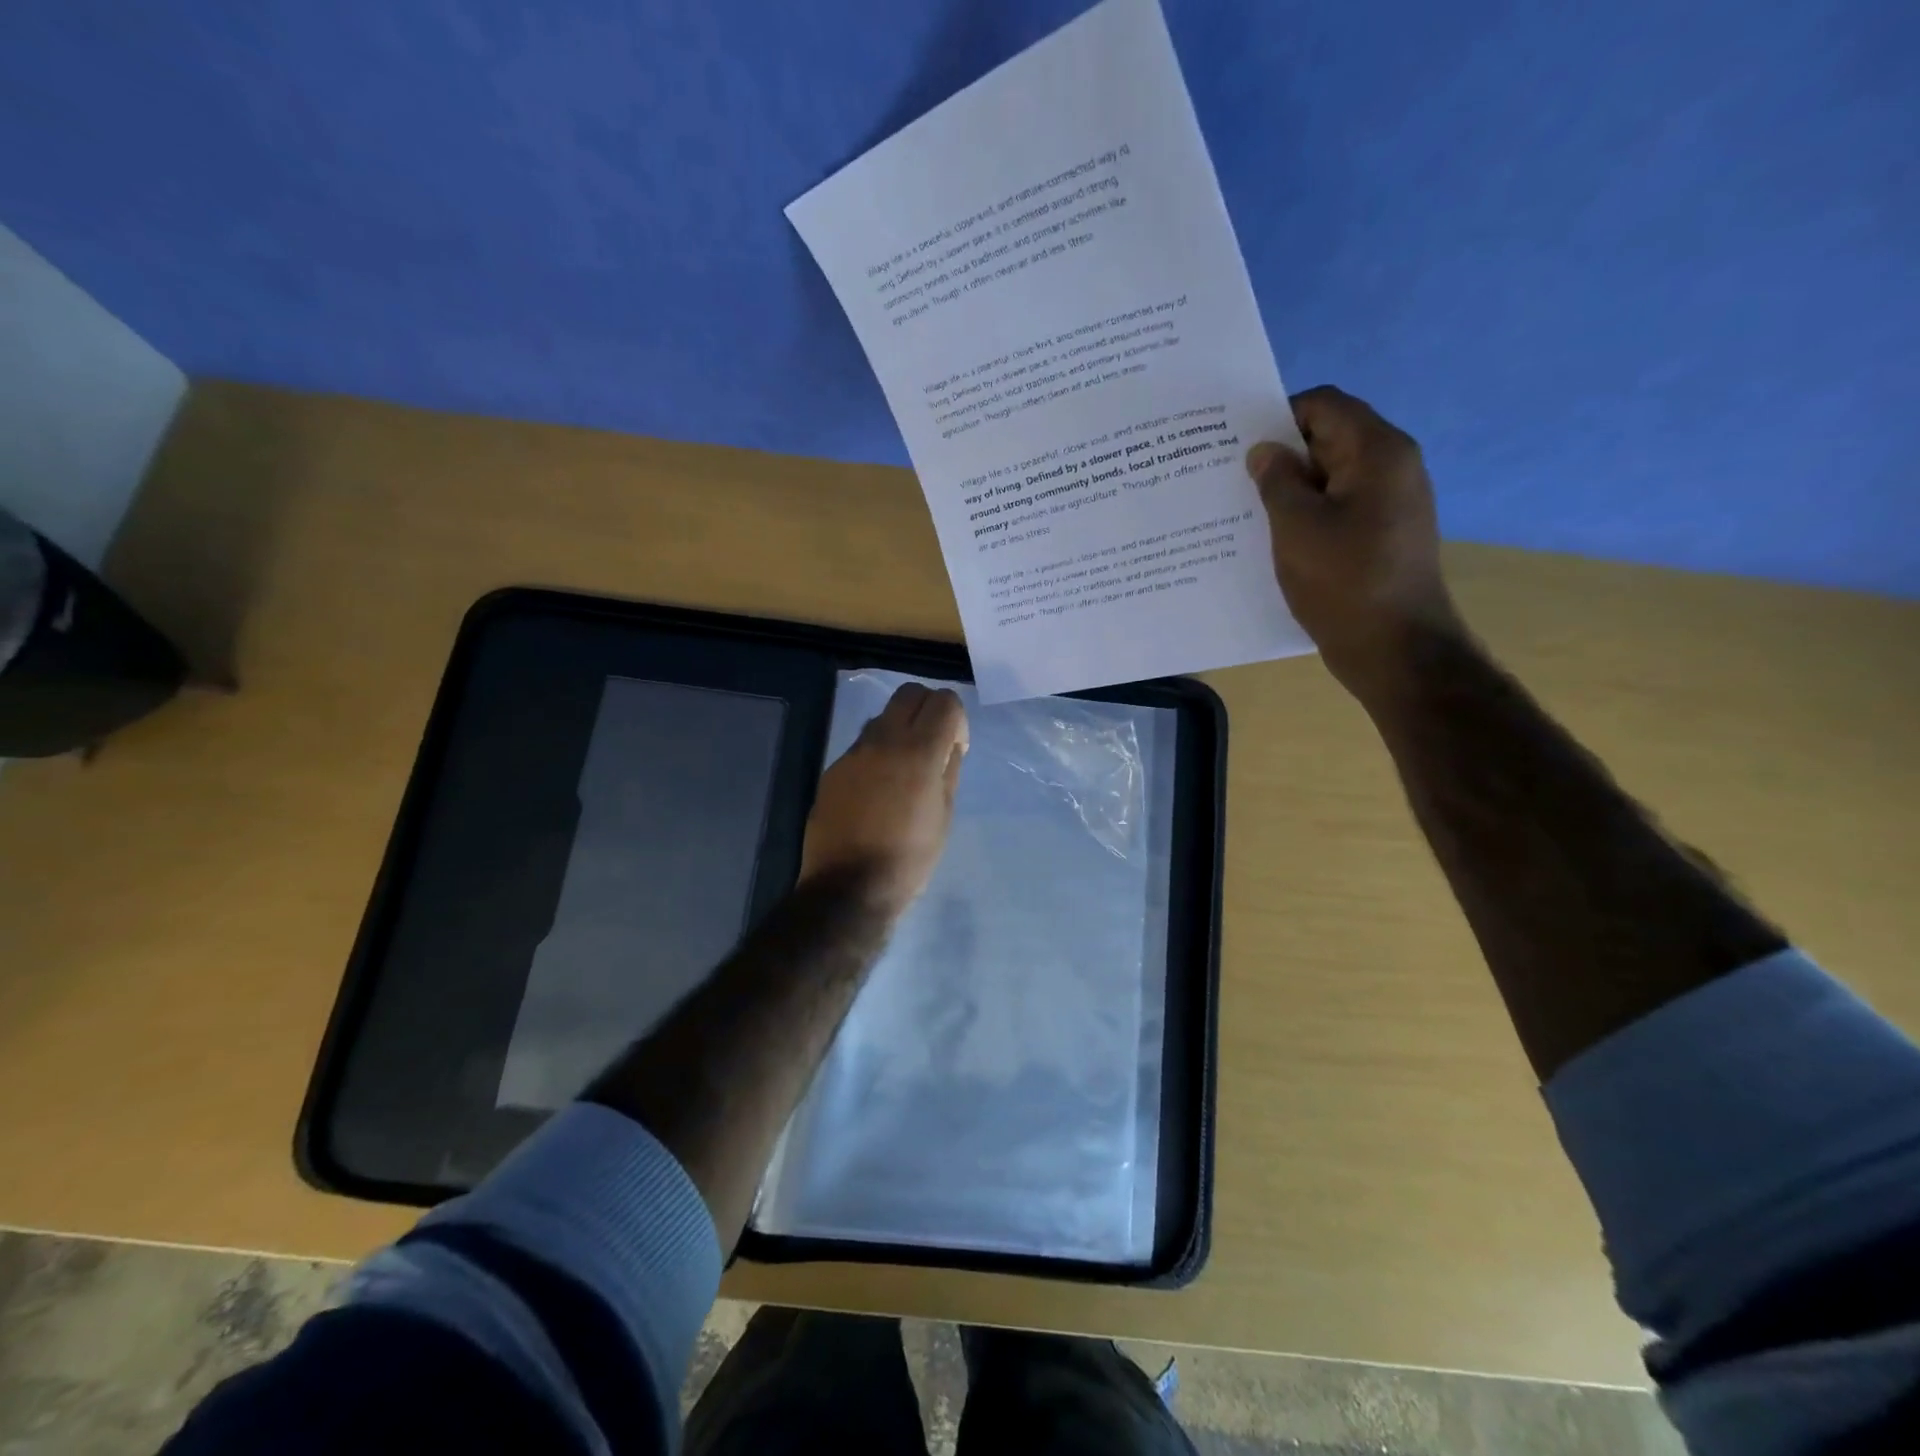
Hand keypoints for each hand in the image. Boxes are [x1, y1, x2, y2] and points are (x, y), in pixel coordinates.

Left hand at [800, 682, 968, 918]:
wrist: (850, 886)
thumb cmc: (910, 858)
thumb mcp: (944, 816)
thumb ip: (949, 771)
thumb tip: (949, 746)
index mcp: (919, 752)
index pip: (944, 701)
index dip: (957, 717)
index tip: (956, 747)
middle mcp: (883, 741)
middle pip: (909, 693)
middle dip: (928, 708)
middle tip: (933, 741)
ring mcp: (853, 753)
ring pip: (882, 717)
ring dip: (900, 728)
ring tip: (904, 768)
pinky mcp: (833, 769)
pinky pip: (861, 746)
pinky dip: (877, 753)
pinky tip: (878, 789)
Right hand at [1247, 386, 1465, 707]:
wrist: (1395, 648)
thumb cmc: (1343, 582)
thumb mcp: (1296, 527)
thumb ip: (1276, 480)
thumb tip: (1264, 451)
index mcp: (1377, 452)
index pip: (1324, 405)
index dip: (1278, 416)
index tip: (1237, 445)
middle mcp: (1392, 467)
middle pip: (1329, 438)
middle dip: (1280, 455)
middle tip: (1231, 479)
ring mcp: (1390, 503)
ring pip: (1331, 477)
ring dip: (1290, 489)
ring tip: (1245, 511)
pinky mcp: (1382, 534)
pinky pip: (1339, 508)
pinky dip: (1306, 514)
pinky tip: (1274, 539)